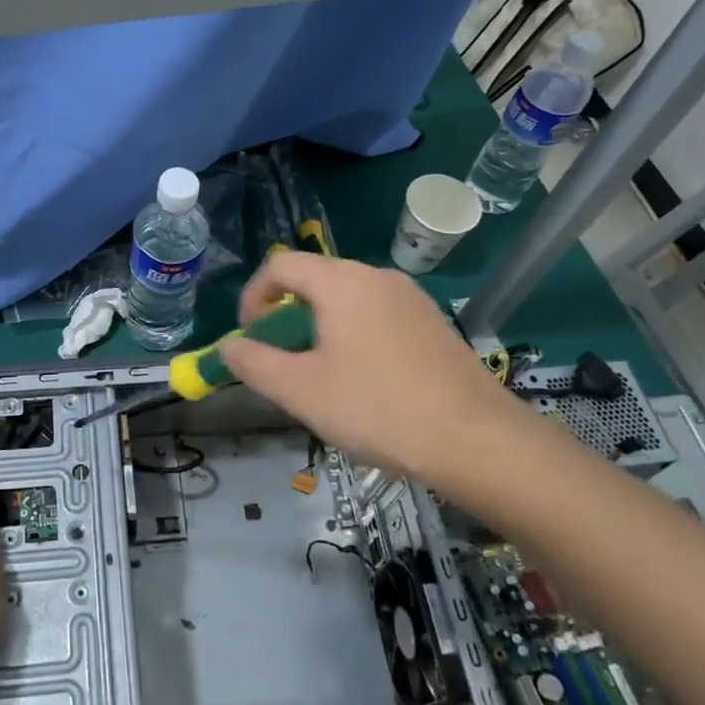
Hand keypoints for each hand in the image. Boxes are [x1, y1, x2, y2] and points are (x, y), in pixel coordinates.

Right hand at [218, 252, 542, 490]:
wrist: (475, 439)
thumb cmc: (377, 409)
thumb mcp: (300, 391)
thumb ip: (254, 363)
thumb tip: (230, 346)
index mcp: (341, 282)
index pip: (281, 266)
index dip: (254, 297)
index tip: (250, 337)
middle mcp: (377, 277)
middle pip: (316, 280)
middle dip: (287, 316)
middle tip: (283, 361)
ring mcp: (411, 298)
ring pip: (348, 299)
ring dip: (320, 327)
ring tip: (321, 375)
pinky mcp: (433, 323)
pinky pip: (378, 316)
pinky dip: (354, 335)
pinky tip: (365, 382)